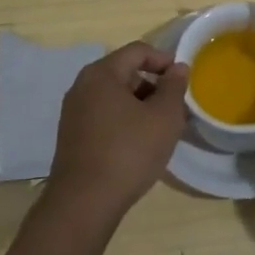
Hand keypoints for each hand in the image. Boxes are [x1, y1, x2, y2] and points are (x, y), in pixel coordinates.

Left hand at [47, 43, 188, 220]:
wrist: (84, 203)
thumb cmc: (128, 152)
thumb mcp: (163, 118)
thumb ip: (174, 87)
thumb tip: (177, 68)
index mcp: (101, 74)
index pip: (137, 51)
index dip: (164, 60)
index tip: (183, 79)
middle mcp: (82, 86)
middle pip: (124, 72)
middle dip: (153, 86)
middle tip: (175, 107)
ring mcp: (73, 112)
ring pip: (114, 97)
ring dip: (139, 105)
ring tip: (160, 129)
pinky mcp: (71, 136)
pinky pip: (103, 116)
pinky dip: (124, 121)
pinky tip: (138, 145)